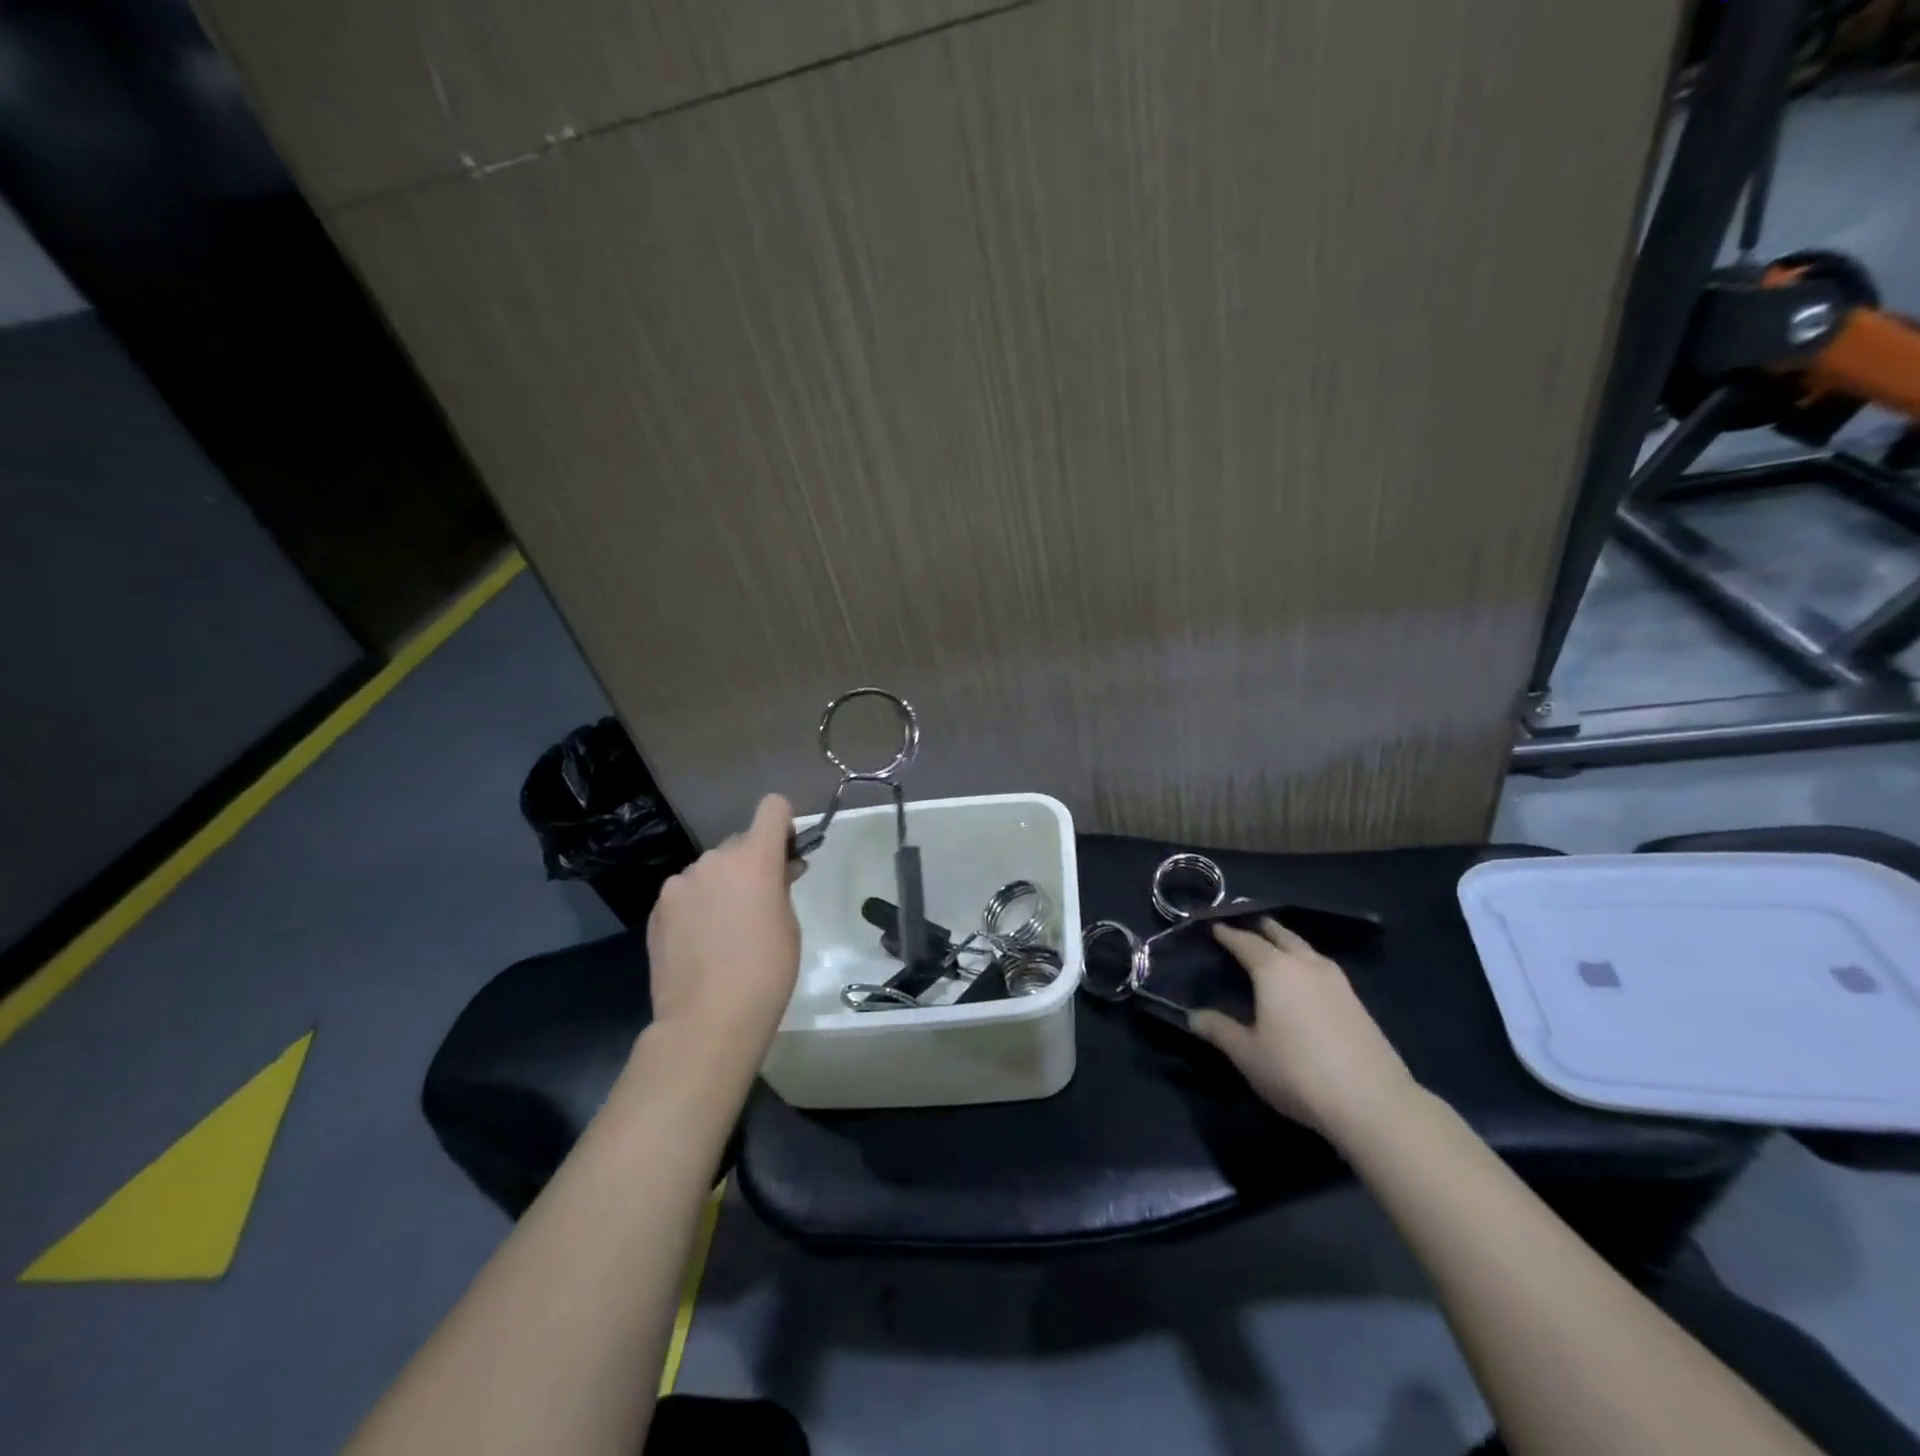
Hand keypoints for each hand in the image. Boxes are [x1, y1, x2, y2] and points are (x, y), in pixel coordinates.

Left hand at [642, 794, 801, 1070]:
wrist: (707, 1020)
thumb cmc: (766, 971)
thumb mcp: (789, 923)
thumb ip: (781, 886)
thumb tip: (780, 870)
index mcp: (753, 858)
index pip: (772, 808)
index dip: (783, 824)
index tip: (786, 854)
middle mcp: (712, 860)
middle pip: (739, 844)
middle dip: (751, 865)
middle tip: (760, 904)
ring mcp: (679, 884)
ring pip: (710, 871)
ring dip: (722, 886)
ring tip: (726, 931)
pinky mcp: (657, 910)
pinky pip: (686, 895)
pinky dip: (698, 907)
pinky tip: (702, 944)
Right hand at [1189, 917, 1416, 1139]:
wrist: (1373, 1102)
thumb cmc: (1297, 1072)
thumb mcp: (1248, 1055)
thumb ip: (1219, 1030)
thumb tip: (1193, 1016)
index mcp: (1274, 969)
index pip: (1245, 941)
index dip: (1227, 934)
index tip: (1213, 928)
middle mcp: (1306, 965)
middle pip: (1281, 935)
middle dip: (1261, 928)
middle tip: (1245, 926)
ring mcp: (1337, 981)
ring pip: (1306, 949)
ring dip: (1288, 943)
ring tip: (1275, 948)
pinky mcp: (1358, 1002)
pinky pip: (1323, 967)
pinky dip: (1306, 962)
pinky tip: (1305, 980)